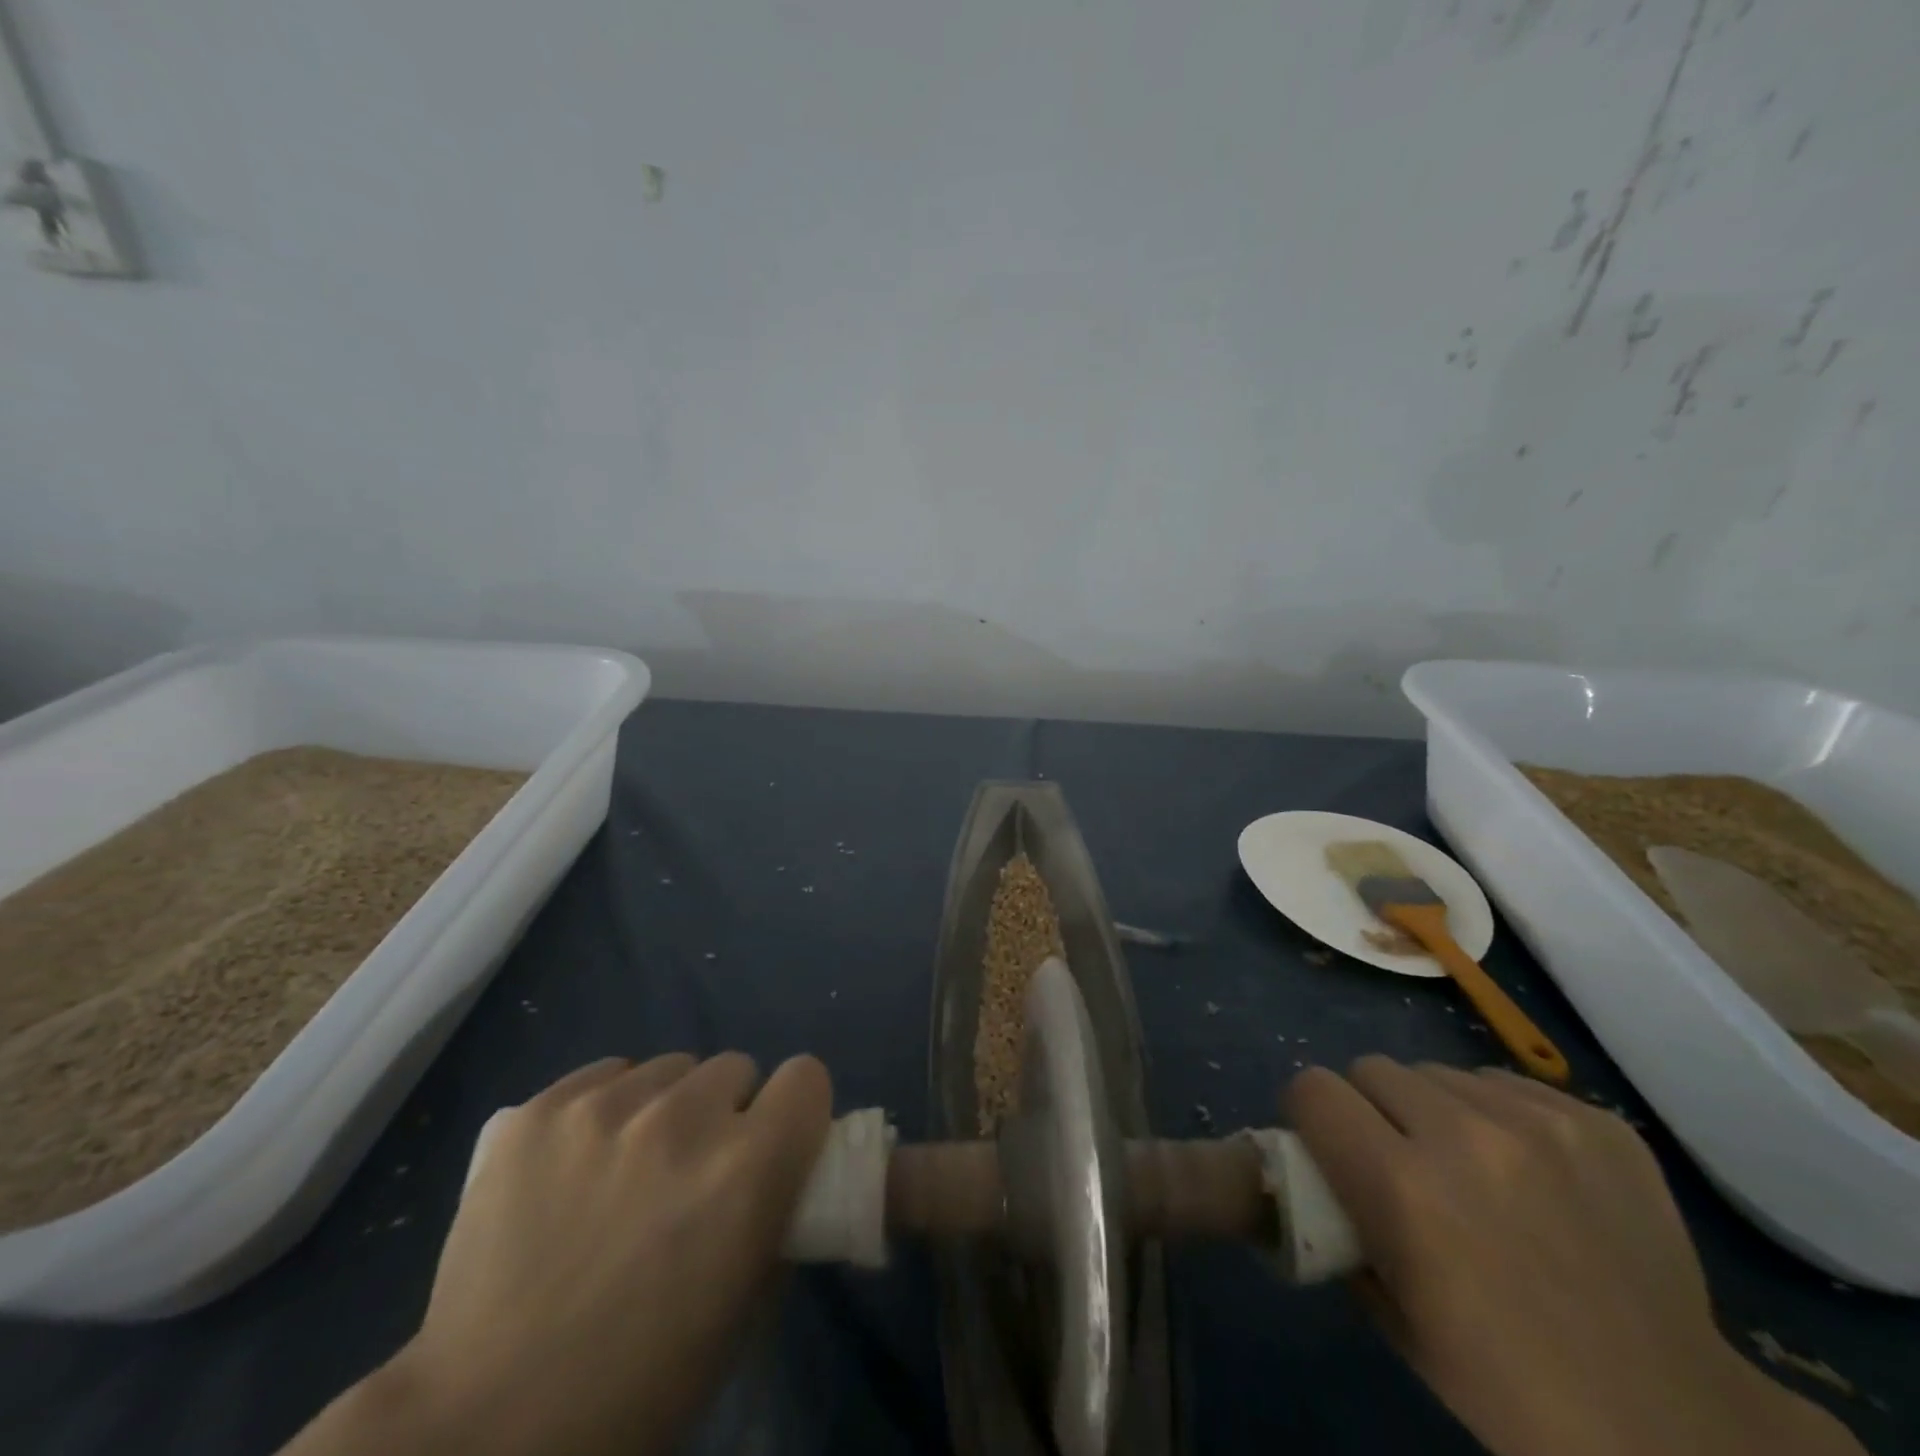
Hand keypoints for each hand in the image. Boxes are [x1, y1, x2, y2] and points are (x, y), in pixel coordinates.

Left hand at [283, 1051, 831, 1455]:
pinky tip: (576, 1163)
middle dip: (724, 1112)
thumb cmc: (639, 1385)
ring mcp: (604, 1109)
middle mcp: (684, 1119)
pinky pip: (604, 1075)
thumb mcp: (743, 1310)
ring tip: (626, 1167)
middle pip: (734, 1067)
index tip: (774, 1139)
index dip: (794, 1109)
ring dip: (664, 1107)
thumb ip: (774, 1219)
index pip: (806, 1078)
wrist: (485, 1428)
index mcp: (748, 1168)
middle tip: (691, 1169)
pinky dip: (606, 1107)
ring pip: (668, 1067)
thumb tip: (777, 1176)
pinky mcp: (539, 1111)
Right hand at [1287, 1057, 1862, 1455]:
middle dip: (1372, 1108)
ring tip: (1473, 1168)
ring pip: (1437, 1072)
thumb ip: (1343, 1225)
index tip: (1329, 1145)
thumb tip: (1323, 1173)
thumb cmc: (1509, 1384)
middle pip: (1372, 1068)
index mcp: (1401, 1188)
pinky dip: (1499, 1117)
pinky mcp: (1598, 1123)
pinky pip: (1505, 1085)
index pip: (1313, 1089)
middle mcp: (1462, 1137)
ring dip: (1436, 1110)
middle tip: (1401, 1159)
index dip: (1312, 1115)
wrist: (1676, 1428)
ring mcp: (1539, 1125)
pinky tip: (1531, 1174)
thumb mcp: (1392, 1316)